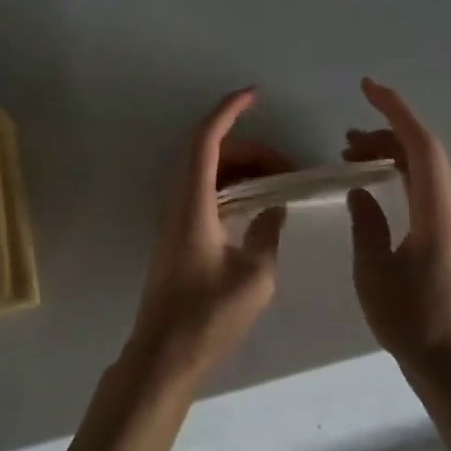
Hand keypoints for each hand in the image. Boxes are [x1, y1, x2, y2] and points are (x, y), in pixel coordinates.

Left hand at [128, 89, 286, 386]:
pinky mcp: (178, 235)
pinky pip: (204, 192)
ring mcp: (174, 218)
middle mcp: (178, 201)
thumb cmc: (208, 317)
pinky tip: (257, 205)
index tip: (254, 95)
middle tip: (287, 165)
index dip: (228, 111)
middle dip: (248, 146)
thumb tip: (274, 209)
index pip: (207, 140)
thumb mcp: (255, 276)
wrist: (164, 355)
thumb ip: (267, 233)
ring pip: (206, 172)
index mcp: (194, 203)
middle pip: (208, 152)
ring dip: (240, 167)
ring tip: (278, 182)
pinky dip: (231, 186)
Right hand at [344, 78, 450, 383]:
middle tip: (344, 139)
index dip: (395, 110)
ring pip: (422, 169)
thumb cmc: (412, 322)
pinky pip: (420, 188)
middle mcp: (447, 209)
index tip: (367, 88)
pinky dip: (396, 174)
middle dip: (386, 131)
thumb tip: (359, 191)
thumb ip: (366, 226)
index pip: (420, 145)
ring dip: (389, 154)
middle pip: (423, 151)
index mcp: (434, 212)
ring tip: (350, 157)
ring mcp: (448, 223)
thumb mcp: (374, 273)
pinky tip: (372, 187)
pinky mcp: (443, 237)